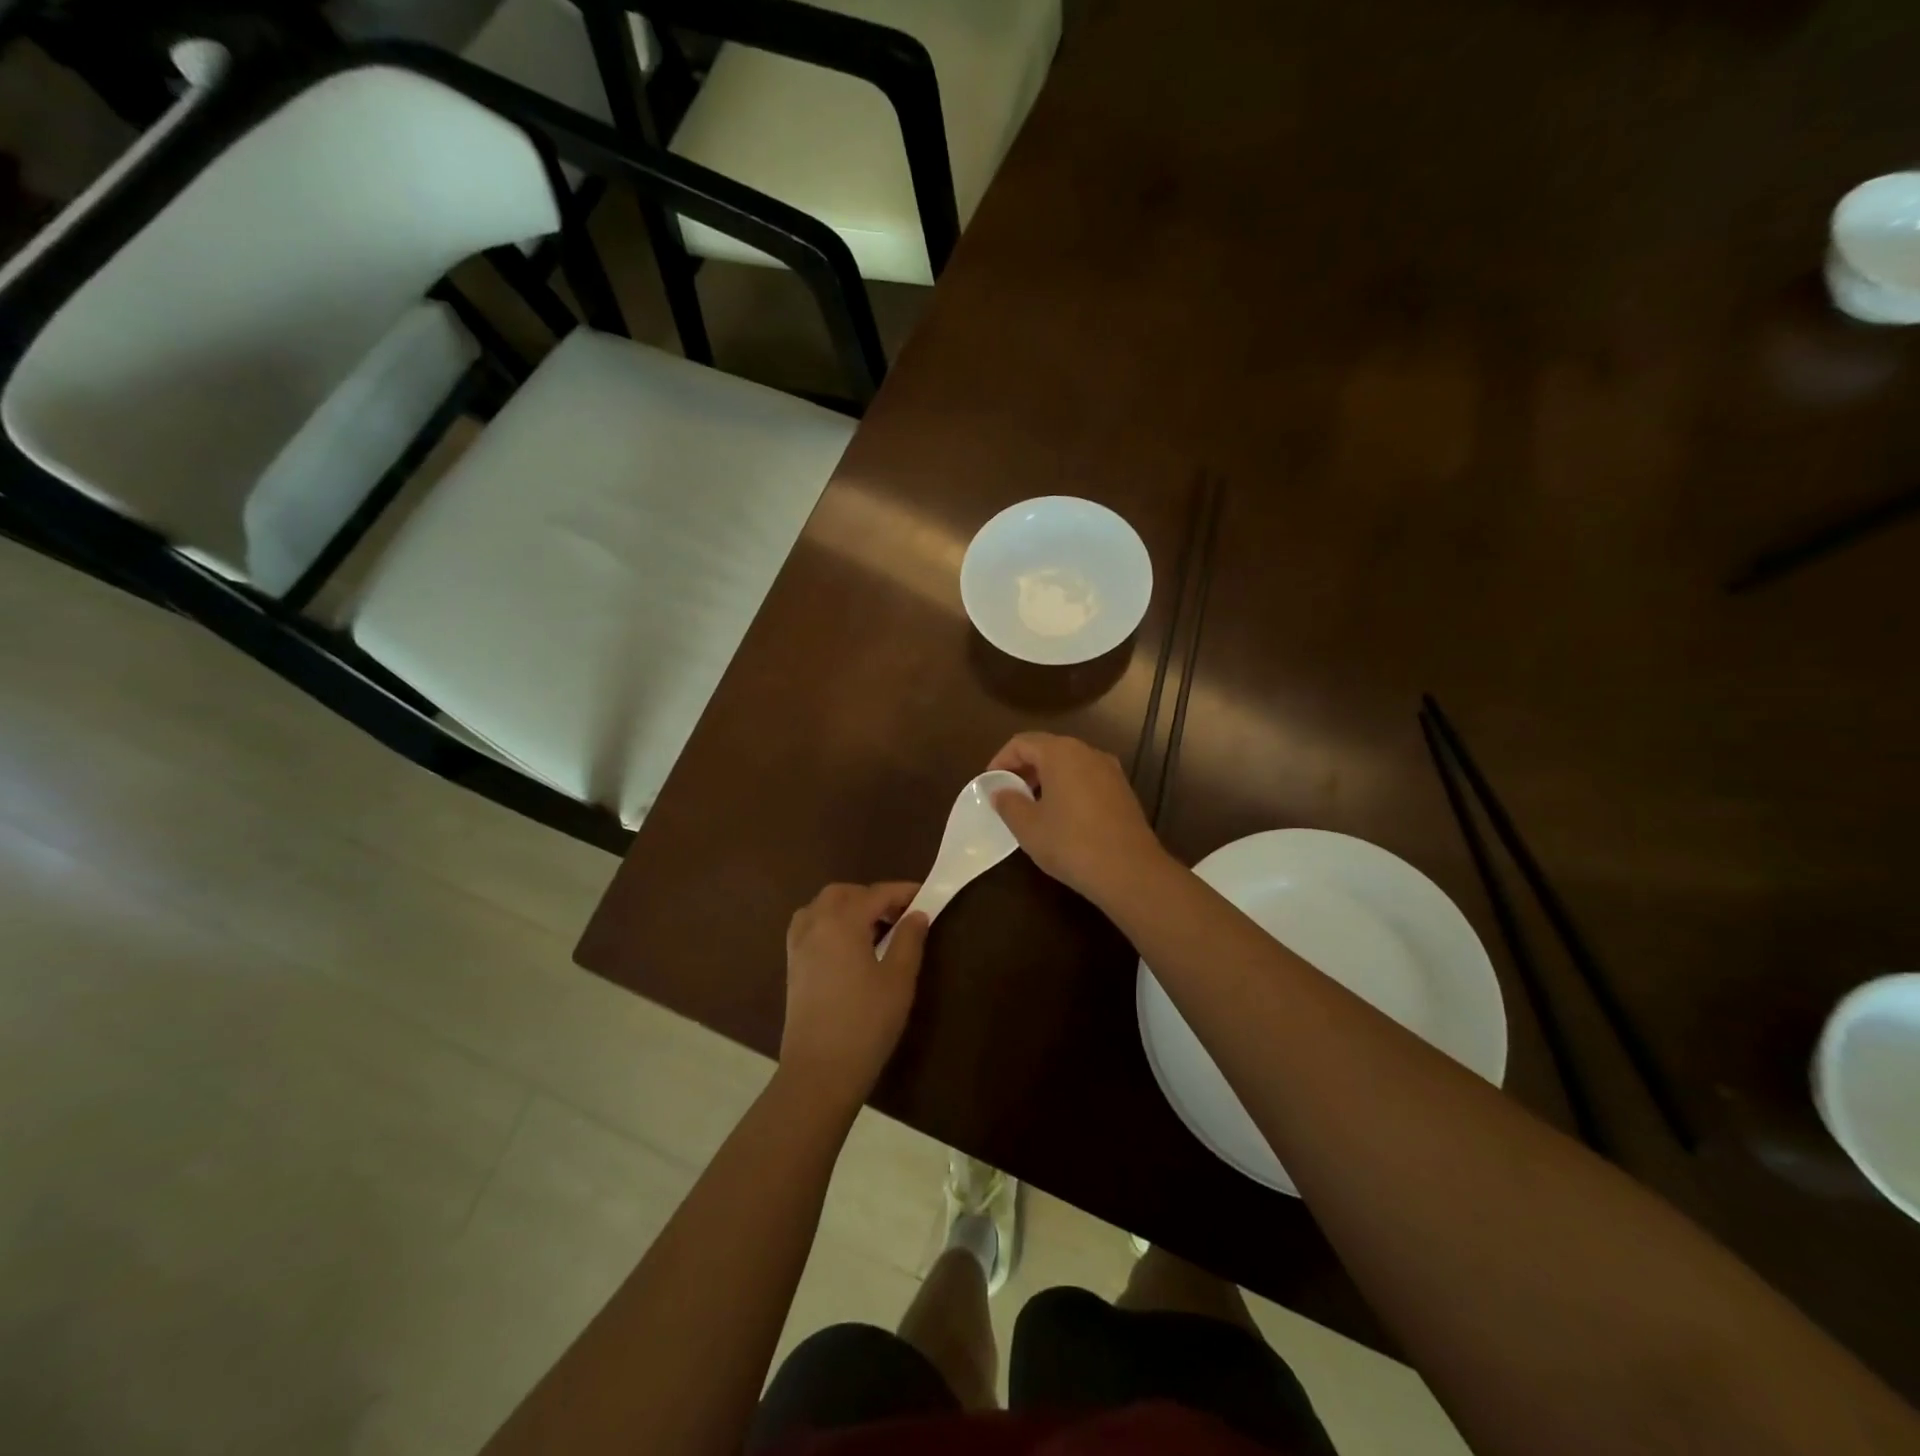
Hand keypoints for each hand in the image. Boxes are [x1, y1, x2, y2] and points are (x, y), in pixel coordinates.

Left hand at [781, 882, 929, 1106]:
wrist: (819, 1071)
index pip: (877, 894)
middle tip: (900, 915)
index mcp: (842, 921)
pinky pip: (810, 926)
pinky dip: (830, 922)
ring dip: (848, 907)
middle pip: (844, 893)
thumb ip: (909, 940)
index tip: (926, 896)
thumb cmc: (866, 1022)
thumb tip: (916, 914)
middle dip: (872, 896)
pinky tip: (848, 946)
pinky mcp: (792, 965)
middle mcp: (815, 924)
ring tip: (875, 929)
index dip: (903, 892)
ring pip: (822, 906)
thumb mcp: (899, 980)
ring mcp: (799, 944)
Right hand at [987, 732, 1169, 903]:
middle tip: (1008, 794)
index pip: (1022, 742)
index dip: (1001, 760)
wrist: (1130, 871)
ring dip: (1046, 778)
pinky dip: (1068, 787)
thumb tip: (999, 791)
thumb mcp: (1028, 826)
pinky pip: (1087, 778)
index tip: (989, 783)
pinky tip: (1062, 816)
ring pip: (1069, 763)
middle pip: (1047, 749)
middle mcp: (1088, 752)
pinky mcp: (1123, 790)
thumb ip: (1008, 803)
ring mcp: (1110, 770)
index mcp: (1061, 753)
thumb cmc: (1071, 843)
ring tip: (1032, 807)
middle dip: (1024, 768)